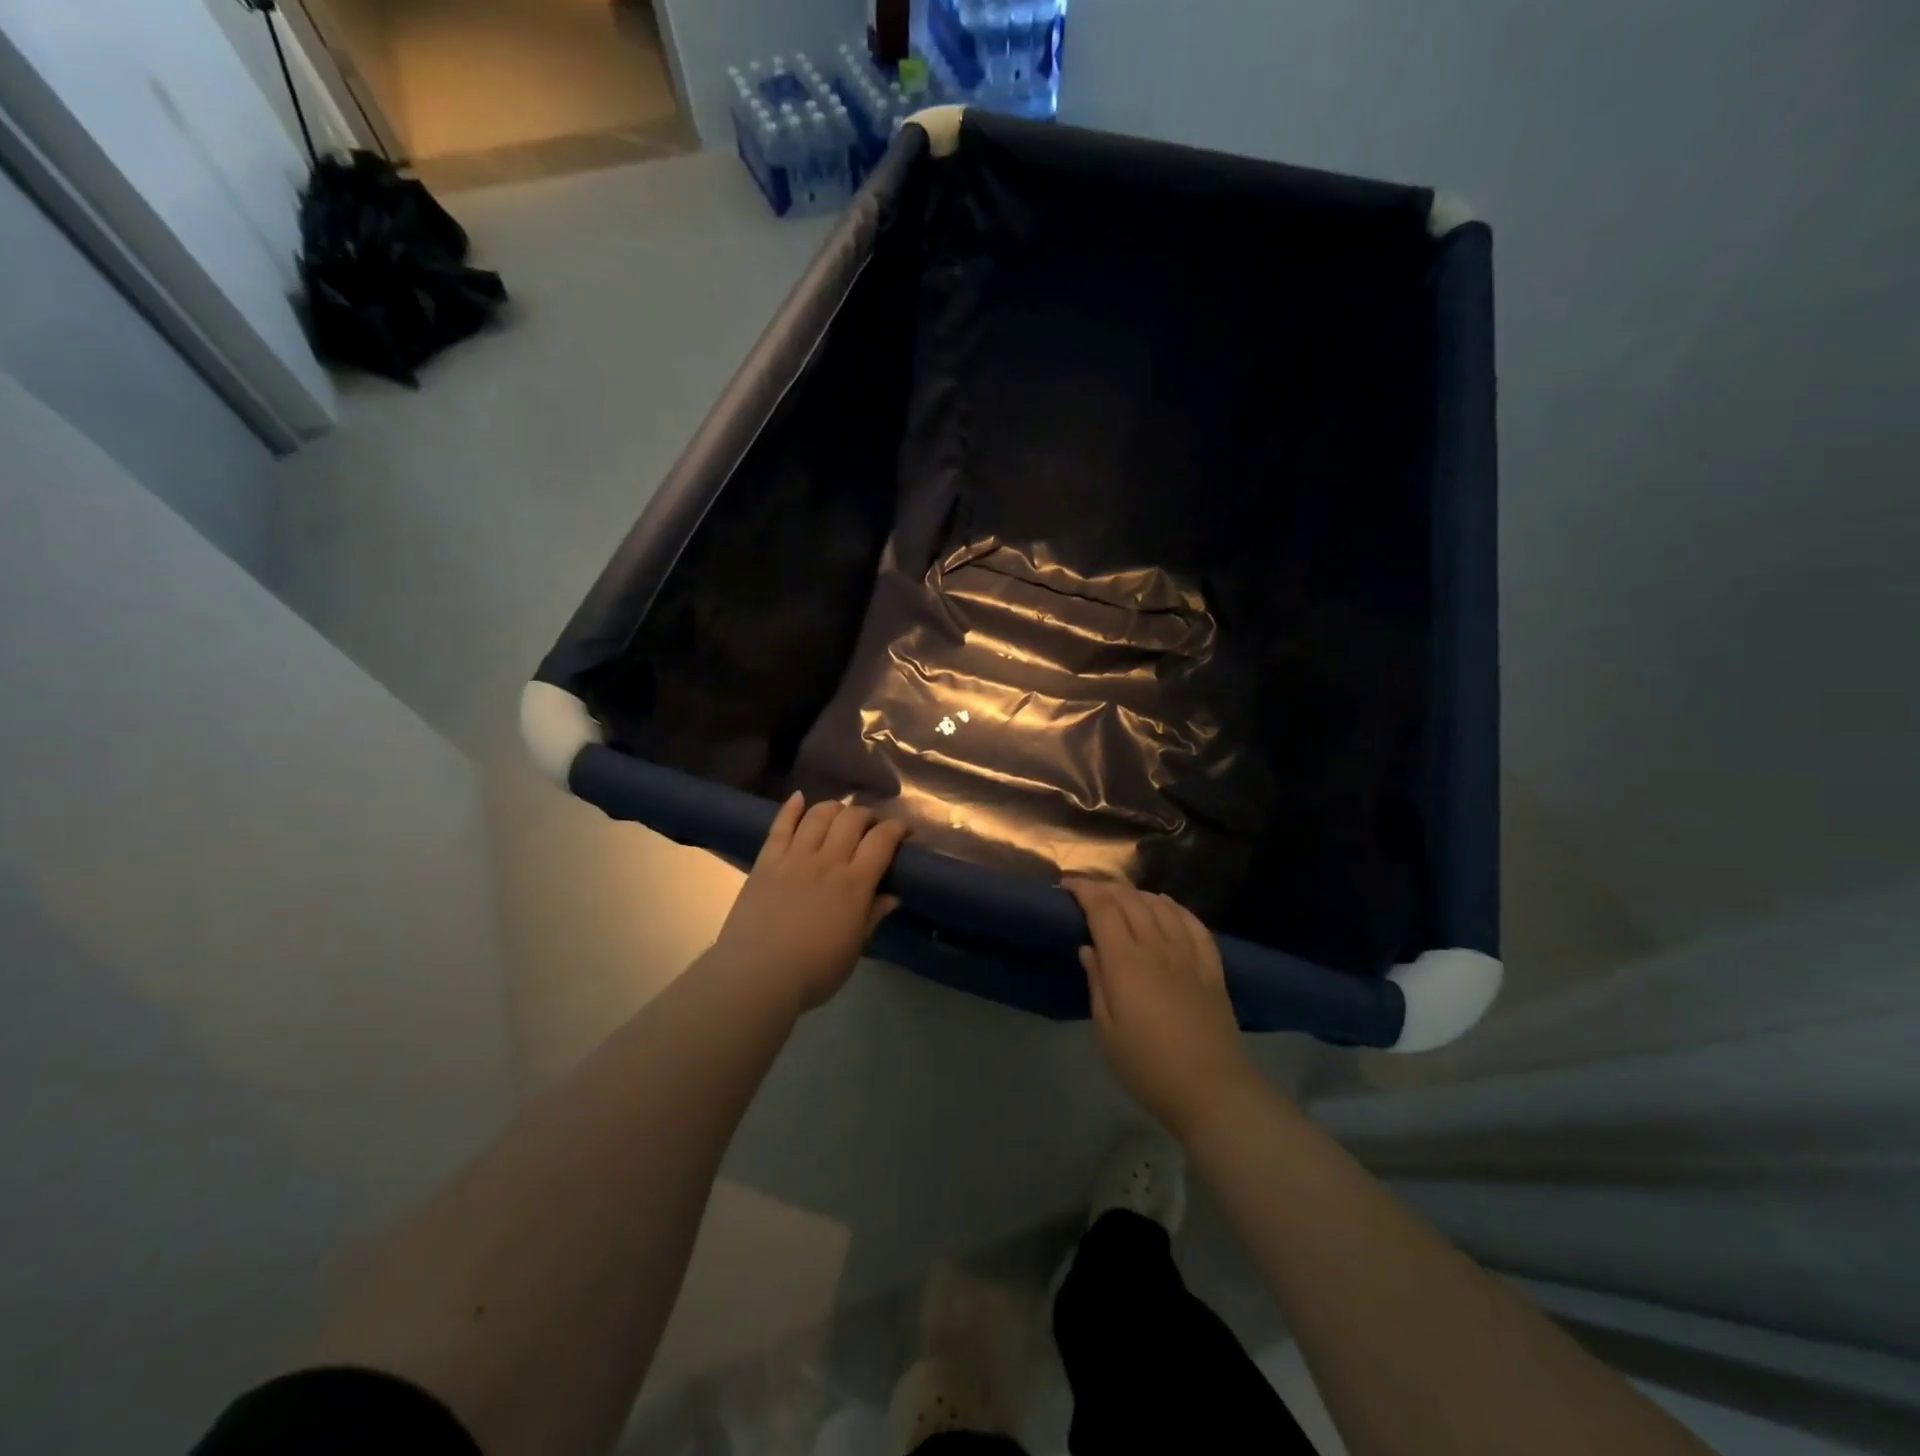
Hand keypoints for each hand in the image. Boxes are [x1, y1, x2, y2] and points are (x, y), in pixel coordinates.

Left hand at [711, 793, 908, 1011]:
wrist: (757, 976)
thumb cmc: (814, 971)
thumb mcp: (854, 948)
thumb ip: (872, 916)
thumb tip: (892, 896)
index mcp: (855, 884)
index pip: (882, 840)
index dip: (897, 828)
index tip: (904, 831)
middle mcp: (828, 861)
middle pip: (852, 819)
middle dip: (867, 815)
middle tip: (870, 826)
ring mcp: (794, 858)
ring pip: (819, 815)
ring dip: (834, 808)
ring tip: (840, 813)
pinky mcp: (766, 861)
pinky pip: (780, 826)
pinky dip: (791, 807)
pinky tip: (798, 797)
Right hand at [1066, 877, 1262, 1141]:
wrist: (1212, 1090)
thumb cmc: (1148, 1067)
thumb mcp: (1107, 1032)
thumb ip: (1097, 983)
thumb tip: (1088, 949)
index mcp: (1126, 962)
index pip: (1102, 908)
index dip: (1083, 889)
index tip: (1066, 885)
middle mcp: (1157, 947)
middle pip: (1130, 899)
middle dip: (1105, 887)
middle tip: (1087, 890)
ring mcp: (1188, 954)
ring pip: (1161, 905)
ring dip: (1137, 894)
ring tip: (1121, 897)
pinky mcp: (1211, 966)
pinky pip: (1193, 923)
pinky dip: (1174, 907)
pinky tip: (1165, 905)